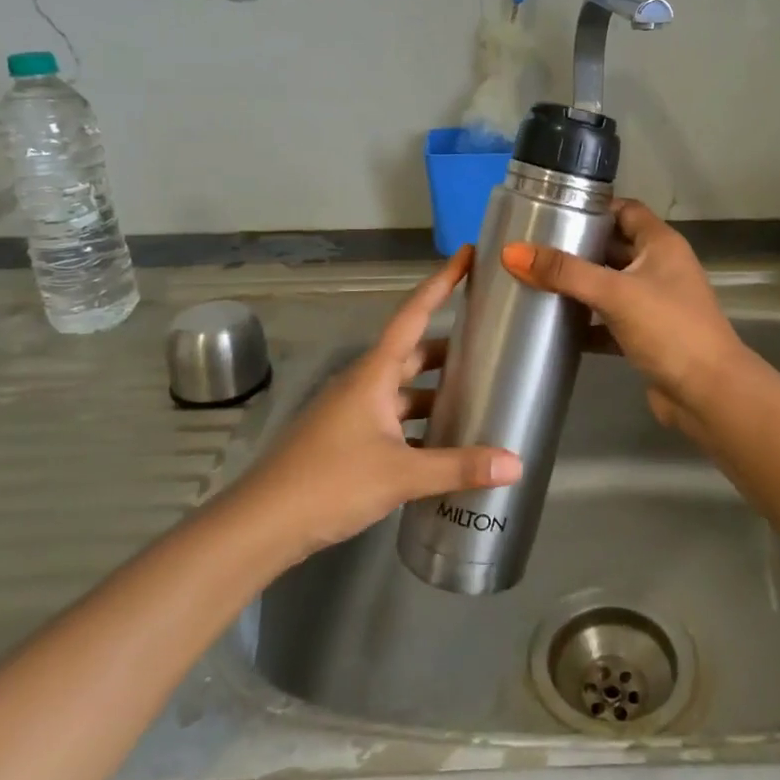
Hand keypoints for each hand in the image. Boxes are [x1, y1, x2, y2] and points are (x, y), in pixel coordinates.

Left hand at [237, 248, 521, 560]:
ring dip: (435, 389)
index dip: (442, 283)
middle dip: (449, 345)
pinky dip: (420, 423)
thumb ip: (459, 467)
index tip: (467, 254)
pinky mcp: (347, 440)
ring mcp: (352, 412)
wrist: (262, 525)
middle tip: (490, 339)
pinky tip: (444, 442)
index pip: (414, 314)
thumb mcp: (401, 474)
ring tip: (477, 394)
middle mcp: (364, 383)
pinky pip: (393, 418)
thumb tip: (517, 464)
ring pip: (403, 389)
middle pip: (413, 352)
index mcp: (374, 374)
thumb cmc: (330, 482)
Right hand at [502, 200, 747, 436]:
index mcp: (661, 245)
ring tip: (534, 283)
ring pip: (609, 286)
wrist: (708, 394)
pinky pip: (609, 322)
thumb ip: (565, 272)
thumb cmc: (669, 329)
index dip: (593, 207)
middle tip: (532, 249)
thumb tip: (510, 252)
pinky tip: (555, 328)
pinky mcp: (646, 337)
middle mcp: (660, 268)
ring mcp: (654, 304)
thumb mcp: (615, 293)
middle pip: (613, 248)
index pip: (625, 210)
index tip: (553, 211)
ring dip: (579, 287)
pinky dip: (586, 324)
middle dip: (577, 248)